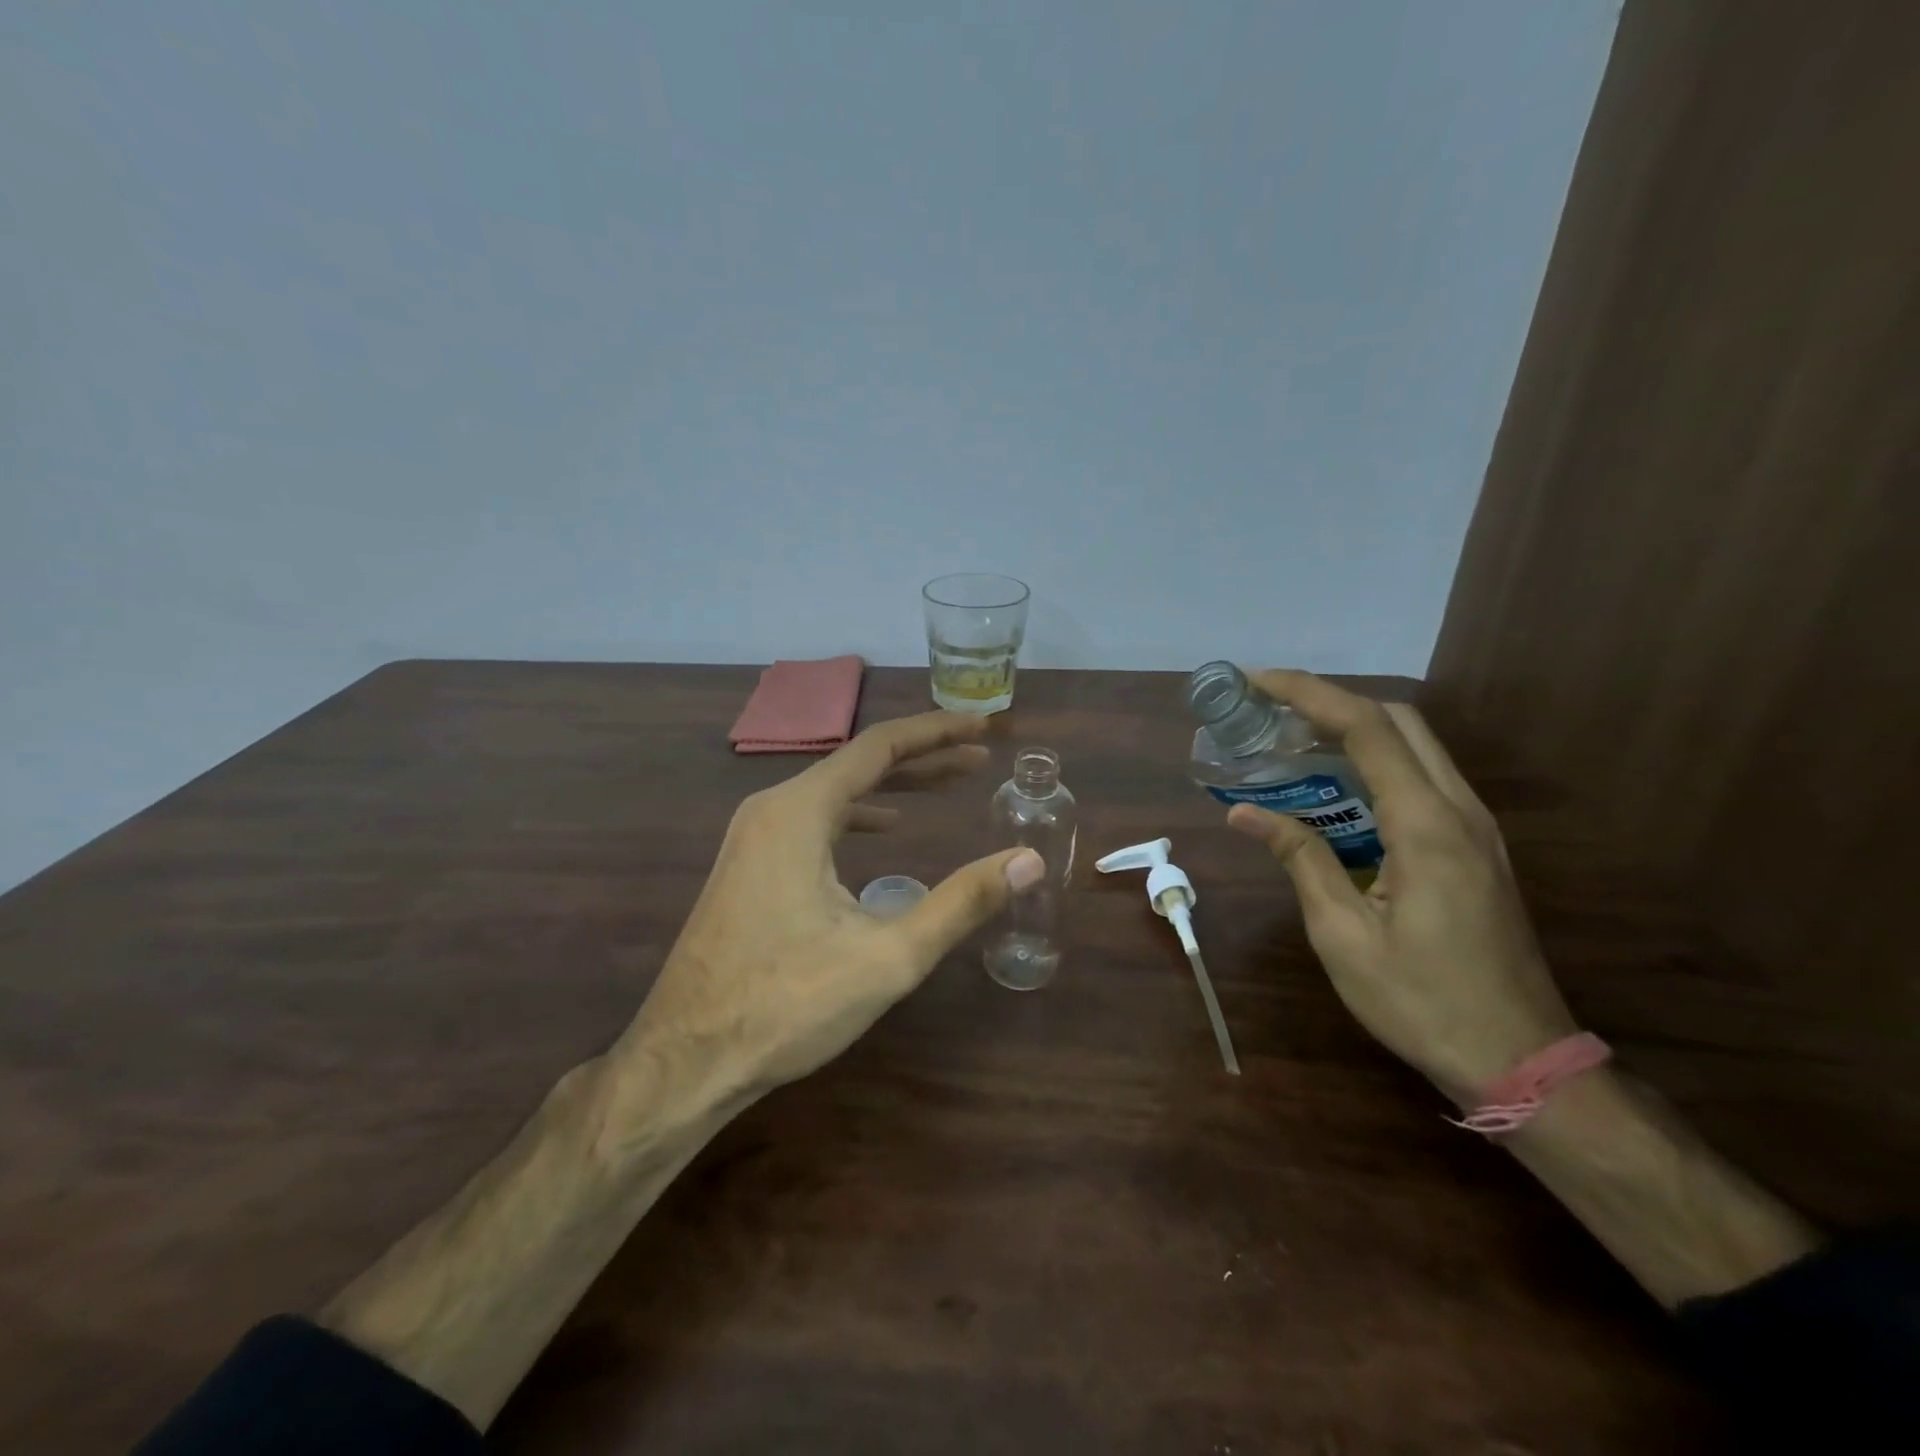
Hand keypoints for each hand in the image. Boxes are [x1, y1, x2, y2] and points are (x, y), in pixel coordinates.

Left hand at [616, 711, 1044, 1106]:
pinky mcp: (749, 865)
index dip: (937, 733)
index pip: (880, 746)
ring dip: (893, 785)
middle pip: (859, 763)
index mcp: (799, 811)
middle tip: (979, 758)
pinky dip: (858, 814)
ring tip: (946, 785)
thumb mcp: (889, 957)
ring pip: (835, 791)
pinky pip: (814, 819)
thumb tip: (1028, 861)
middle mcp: (771, 808)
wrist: (685, 1060)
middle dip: (924, 758)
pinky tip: (885, 828)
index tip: (983, 728)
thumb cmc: (787, 1005)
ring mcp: (753, 836)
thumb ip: (962, 903)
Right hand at [1225, 669, 1575, 1100]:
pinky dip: (1375, 761)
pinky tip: (1334, 789)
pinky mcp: (1476, 847)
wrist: (1522, 1059)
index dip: (1308, 694)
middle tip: (1270, 712)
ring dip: (1354, 728)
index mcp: (1426, 827)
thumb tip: (1246, 813)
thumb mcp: (1343, 935)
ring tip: (1292, 742)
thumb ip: (1300, 860)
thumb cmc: (1422, 1001)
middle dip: (1331, 700)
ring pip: (1416, 745)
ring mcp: (1476, 827)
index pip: (1366, 728)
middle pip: (1398, 720)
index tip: (1257, 682)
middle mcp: (1460, 811)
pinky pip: (1423, 778)